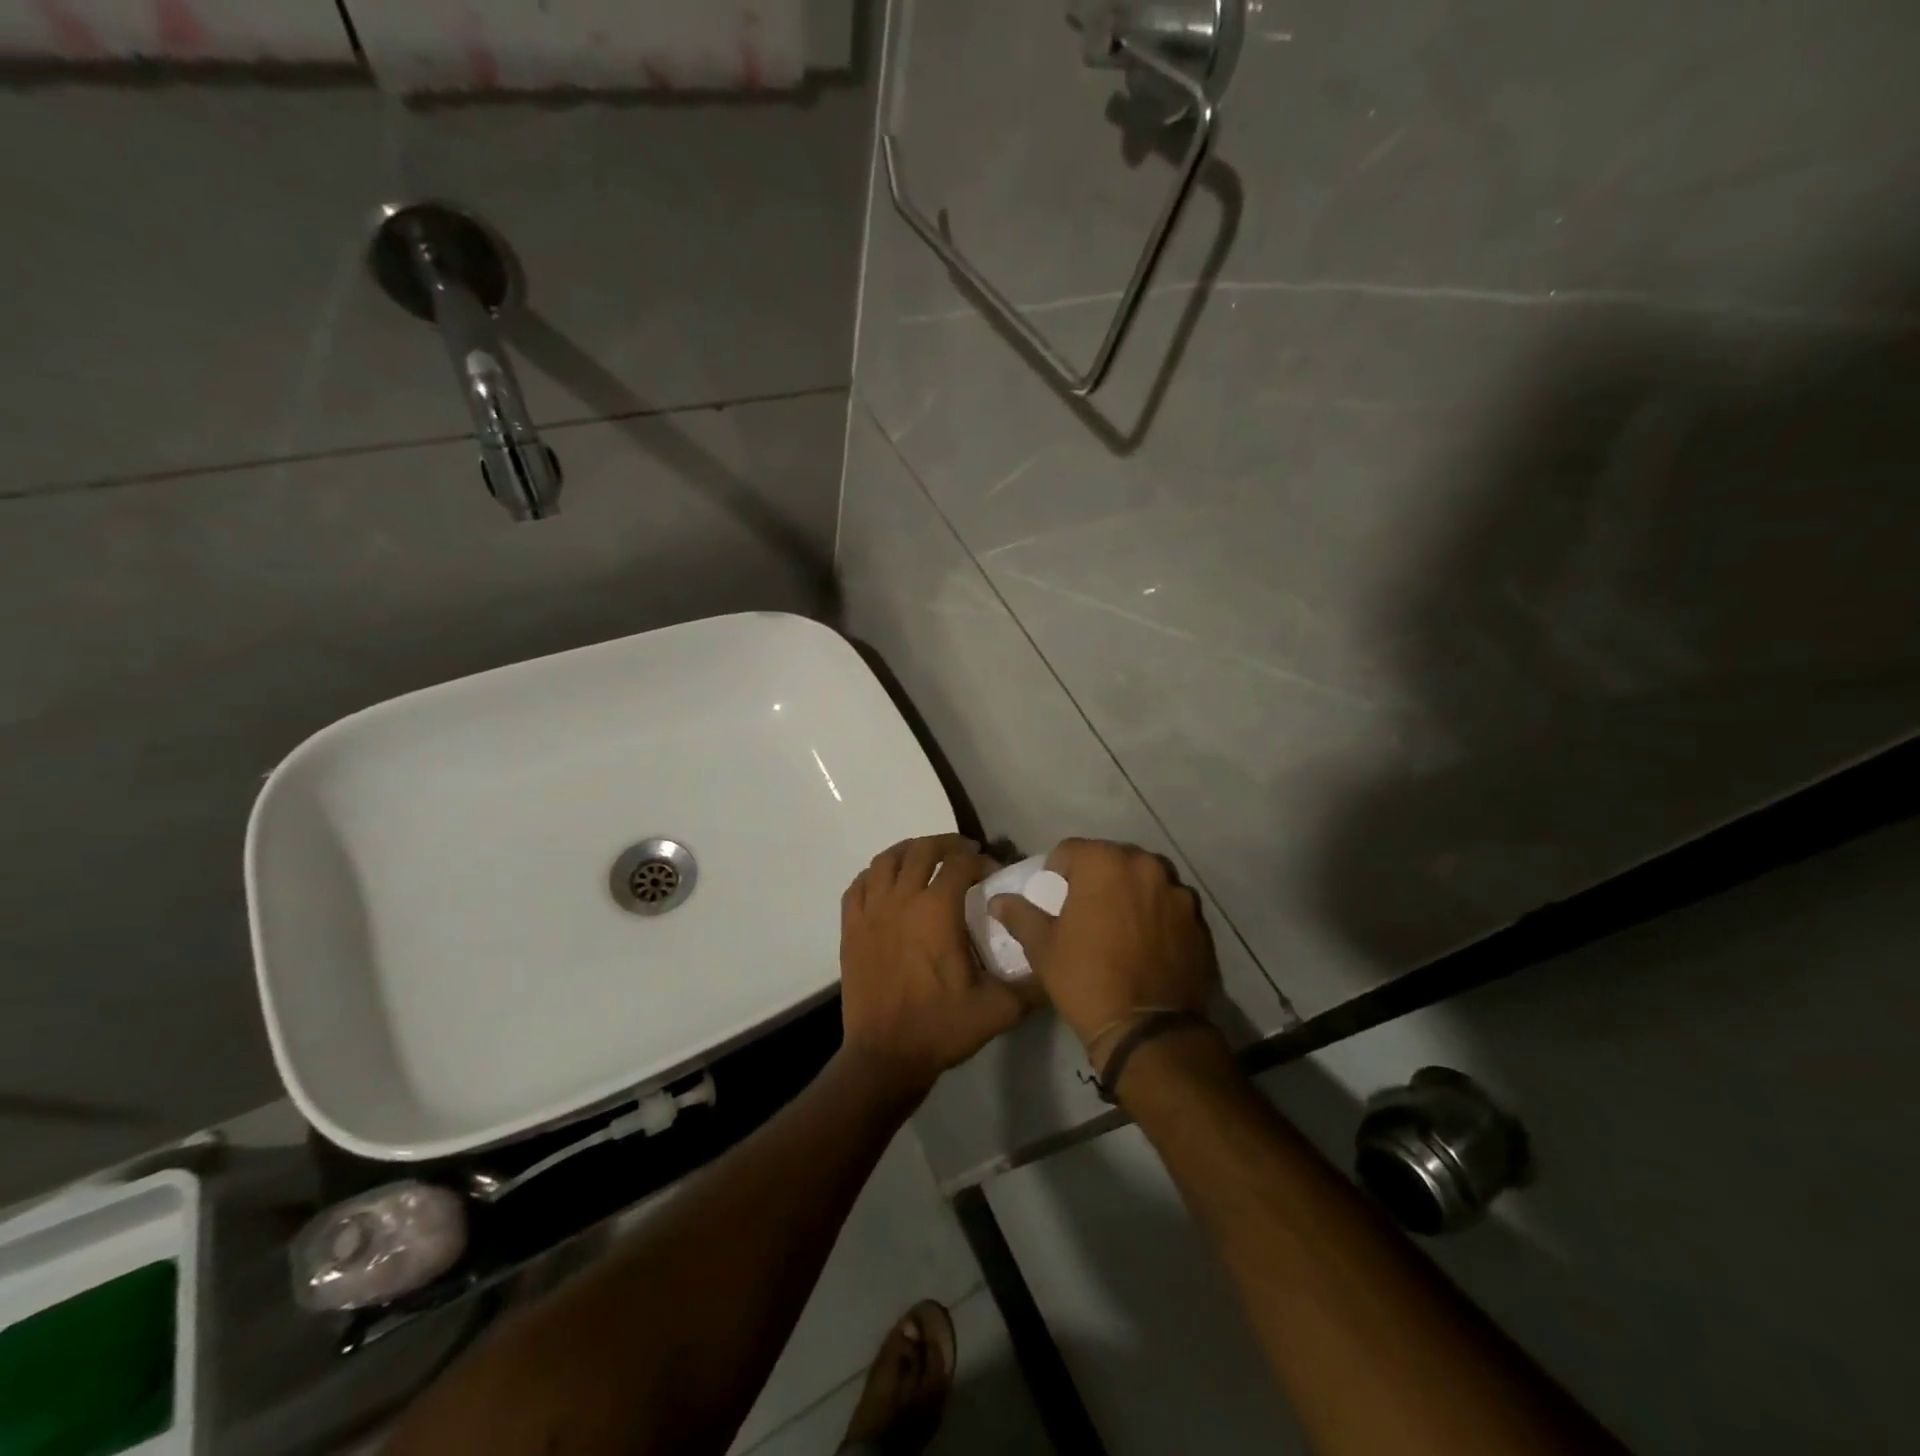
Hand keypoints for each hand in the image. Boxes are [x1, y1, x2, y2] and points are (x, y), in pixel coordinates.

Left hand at [839, 834, 1035, 1102]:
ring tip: (927, 858)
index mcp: (937, 910)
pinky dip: (875, 874)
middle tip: (965, 852)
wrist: (885, 1057)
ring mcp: (871, 911)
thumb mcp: (999, 1009)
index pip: (960, 862)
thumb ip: (1034, 985)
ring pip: (886, 860)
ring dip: (910, 851)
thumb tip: (1056, 964)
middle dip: (947, 844)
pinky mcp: (851, 927)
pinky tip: (888, 882)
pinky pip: (859, 885)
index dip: (980, 860)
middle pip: (922, 850)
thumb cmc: (941, 1027)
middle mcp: (902, 900)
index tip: (993, 872)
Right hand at [989, 839, 1217, 1055]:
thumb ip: (1020, 915)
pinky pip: (1169, 906)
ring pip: (1144, 880)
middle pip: (1112, 860)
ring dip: (1130, 893)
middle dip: (1097, 878)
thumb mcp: (1043, 948)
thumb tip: (997, 900)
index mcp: (1105, 863)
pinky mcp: (1198, 920)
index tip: (1055, 899)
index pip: (1071, 849)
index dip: (1057, 872)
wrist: (1148, 1029)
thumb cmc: (1086, 978)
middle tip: (1086, 911)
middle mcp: (1145, 866)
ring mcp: (1177, 892)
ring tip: (1120, 927)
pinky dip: (1157, 915)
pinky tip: (1147, 945)